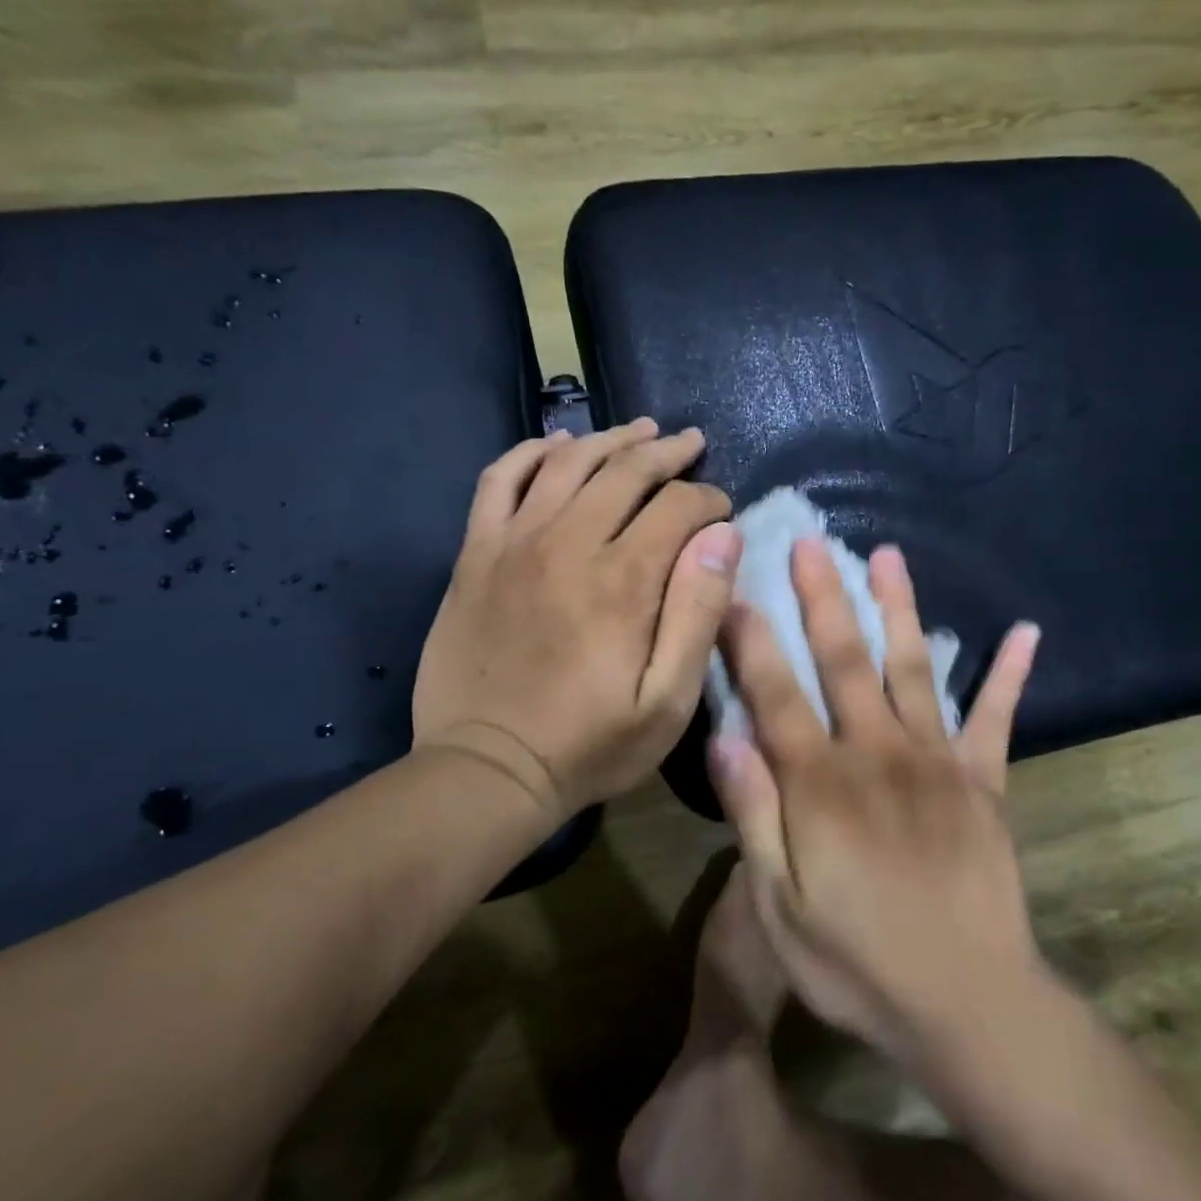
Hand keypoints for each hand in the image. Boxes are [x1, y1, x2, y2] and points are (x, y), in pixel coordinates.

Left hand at [411, 419, 740, 825]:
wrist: (487, 769)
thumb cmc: (589, 744)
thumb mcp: (668, 702)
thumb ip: (698, 614)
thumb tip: (724, 537)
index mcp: (623, 580)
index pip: (678, 507)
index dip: (708, 499)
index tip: (722, 511)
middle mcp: (569, 543)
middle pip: (625, 471)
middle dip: (667, 452)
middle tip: (691, 443)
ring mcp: (515, 542)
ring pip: (568, 462)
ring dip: (609, 439)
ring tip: (640, 430)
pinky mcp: (476, 554)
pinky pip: (499, 480)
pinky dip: (531, 452)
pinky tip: (557, 446)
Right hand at [711, 538, 1041, 1064]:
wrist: (969, 1004)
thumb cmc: (857, 962)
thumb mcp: (778, 906)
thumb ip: (753, 815)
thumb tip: (726, 736)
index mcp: (821, 783)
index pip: (776, 693)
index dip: (751, 638)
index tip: (735, 588)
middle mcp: (877, 752)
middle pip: (844, 660)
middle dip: (823, 597)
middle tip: (811, 542)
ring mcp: (937, 761)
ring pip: (912, 667)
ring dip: (899, 608)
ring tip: (887, 556)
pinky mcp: (984, 782)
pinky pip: (997, 718)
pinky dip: (1010, 673)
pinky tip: (1026, 630)